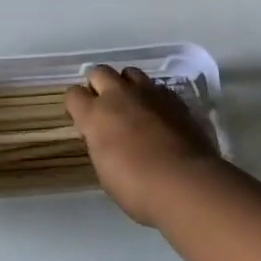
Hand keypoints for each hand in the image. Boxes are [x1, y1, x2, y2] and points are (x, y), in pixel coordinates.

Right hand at [66, 66, 219, 225]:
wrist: (186, 184)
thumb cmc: (138, 188)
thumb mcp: (105, 171)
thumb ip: (100, 145)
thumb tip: (103, 137)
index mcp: (95, 115)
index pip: (73, 94)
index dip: (76, 105)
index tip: (82, 119)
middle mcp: (118, 95)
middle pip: (99, 72)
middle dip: (98, 85)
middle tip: (105, 107)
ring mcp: (148, 93)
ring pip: (129, 73)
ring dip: (126, 85)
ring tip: (132, 105)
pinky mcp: (174, 98)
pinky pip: (156, 87)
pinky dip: (153, 97)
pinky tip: (158, 115)